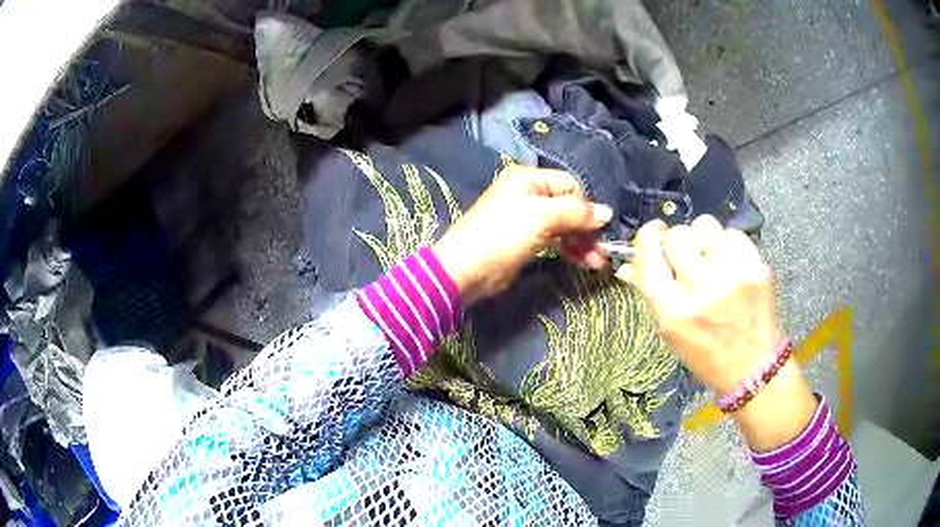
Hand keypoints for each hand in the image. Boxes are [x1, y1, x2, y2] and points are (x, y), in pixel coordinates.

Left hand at [434, 166, 611, 304]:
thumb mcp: (542, 217)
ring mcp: (527, 219)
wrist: (466, 270)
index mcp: (529, 178)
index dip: (586, 206)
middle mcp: (529, 194)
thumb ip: (577, 212)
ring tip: (597, 262)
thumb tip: (608, 212)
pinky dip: (569, 249)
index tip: (599, 229)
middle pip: (569, 206)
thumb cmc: (503, 235)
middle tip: (602, 251)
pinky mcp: (526, 241)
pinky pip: (555, 240)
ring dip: (582, 242)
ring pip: (564, 225)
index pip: (570, 185)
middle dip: (587, 228)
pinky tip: (582, 261)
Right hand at [618, 216, 815, 450]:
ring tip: (711, 257)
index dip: (648, 238)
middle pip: (678, 235)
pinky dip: (728, 244)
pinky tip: (731, 263)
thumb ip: (650, 292)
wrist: (752, 367)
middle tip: (687, 255)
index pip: (649, 256)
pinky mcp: (756, 268)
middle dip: (678, 241)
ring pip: (705, 225)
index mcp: (673, 313)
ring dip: (703, 238)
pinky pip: (733, 233)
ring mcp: (732, 277)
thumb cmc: (705, 353)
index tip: (654, 235)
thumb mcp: (670, 332)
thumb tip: (628, 263)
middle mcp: (701, 291)